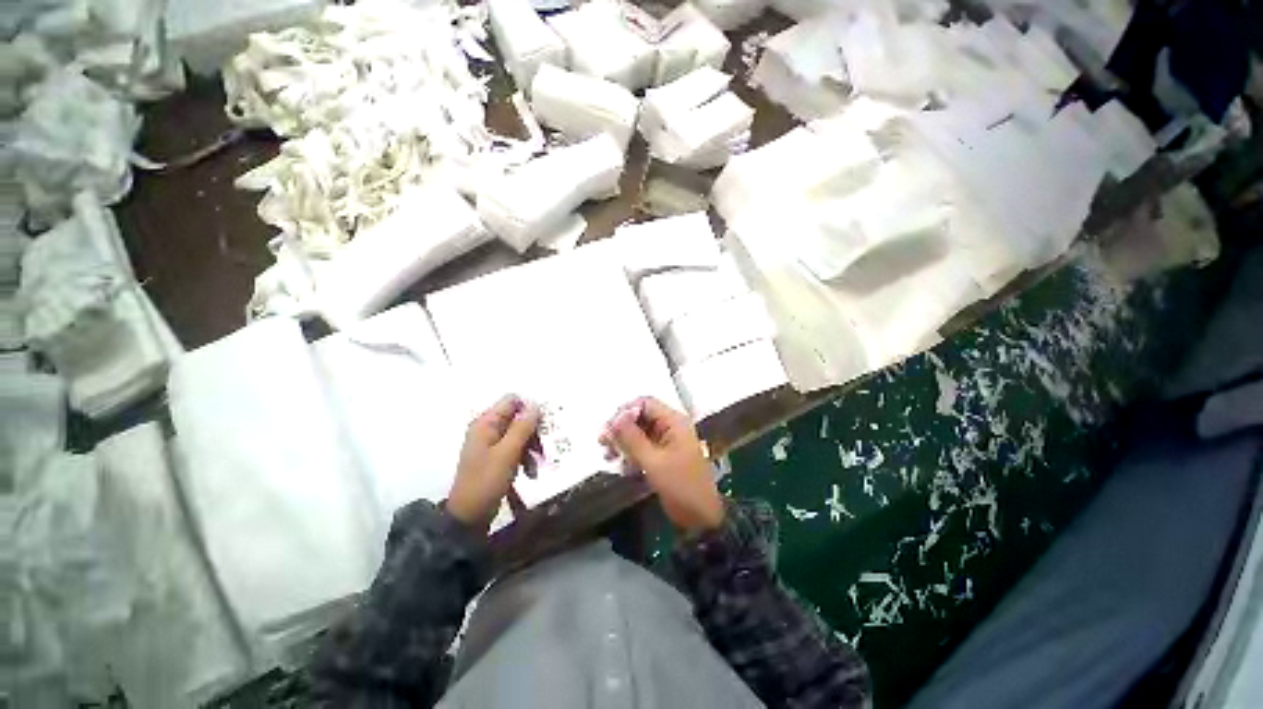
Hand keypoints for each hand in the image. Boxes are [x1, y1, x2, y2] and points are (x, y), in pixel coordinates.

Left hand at [447, 395, 540, 532]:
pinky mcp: (497, 457)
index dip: (529, 409)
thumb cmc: (487, 481)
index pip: (512, 401)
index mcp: (486, 423)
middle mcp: (488, 429)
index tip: (544, 424)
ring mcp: (492, 444)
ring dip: (532, 447)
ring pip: (520, 434)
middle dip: (533, 432)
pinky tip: (530, 473)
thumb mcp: (508, 453)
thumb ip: (522, 427)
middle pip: (518, 418)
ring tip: (536, 466)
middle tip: (543, 448)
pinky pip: (516, 448)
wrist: (469, 516)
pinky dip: (525, 458)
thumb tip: (535, 405)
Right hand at [600, 397, 724, 534]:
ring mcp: (667, 441)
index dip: (625, 412)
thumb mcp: (653, 461)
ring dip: (623, 441)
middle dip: (621, 428)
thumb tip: (614, 418)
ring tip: (608, 455)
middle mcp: (670, 426)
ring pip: (639, 432)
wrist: (700, 517)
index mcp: (674, 421)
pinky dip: (630, 452)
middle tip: (603, 442)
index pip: (645, 403)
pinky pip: (643, 447)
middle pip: (640, 417)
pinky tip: (619, 465)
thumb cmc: (680, 486)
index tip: (609, 428)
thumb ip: (632, 438)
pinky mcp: (663, 456)